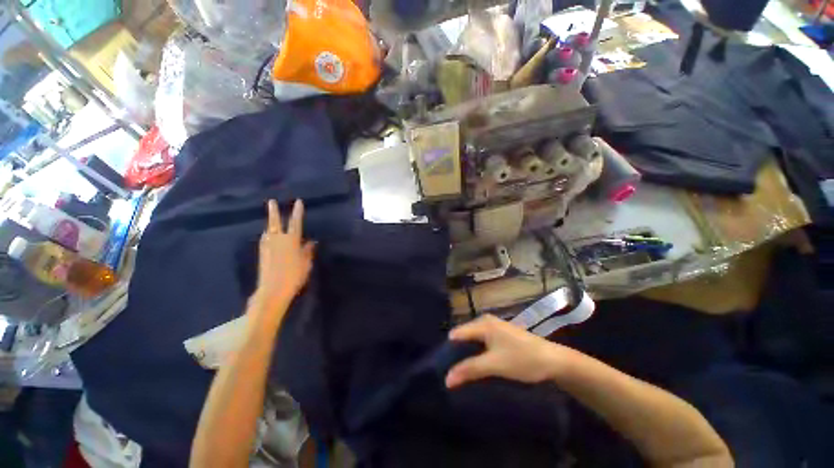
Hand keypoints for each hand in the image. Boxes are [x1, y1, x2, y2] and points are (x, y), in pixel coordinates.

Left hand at [253, 199, 314, 310]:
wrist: (273, 290)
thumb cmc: (294, 275)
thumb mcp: (306, 263)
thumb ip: (308, 251)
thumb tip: (311, 242)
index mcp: (291, 240)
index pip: (296, 223)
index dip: (297, 212)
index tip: (299, 202)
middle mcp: (278, 240)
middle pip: (275, 223)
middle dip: (274, 212)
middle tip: (271, 201)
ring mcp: (267, 247)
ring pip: (268, 231)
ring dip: (270, 223)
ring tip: (271, 219)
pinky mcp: (262, 254)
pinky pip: (265, 240)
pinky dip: (267, 234)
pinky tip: (267, 236)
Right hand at [446, 315, 568, 387]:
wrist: (554, 361)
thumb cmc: (523, 359)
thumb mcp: (494, 365)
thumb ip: (470, 369)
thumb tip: (446, 379)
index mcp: (482, 323)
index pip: (457, 334)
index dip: (449, 351)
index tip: (443, 368)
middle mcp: (485, 321)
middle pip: (464, 336)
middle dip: (458, 353)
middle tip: (454, 373)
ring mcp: (494, 327)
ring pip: (473, 340)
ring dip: (468, 355)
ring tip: (464, 372)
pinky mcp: (501, 335)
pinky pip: (482, 342)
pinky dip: (478, 353)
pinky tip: (479, 366)